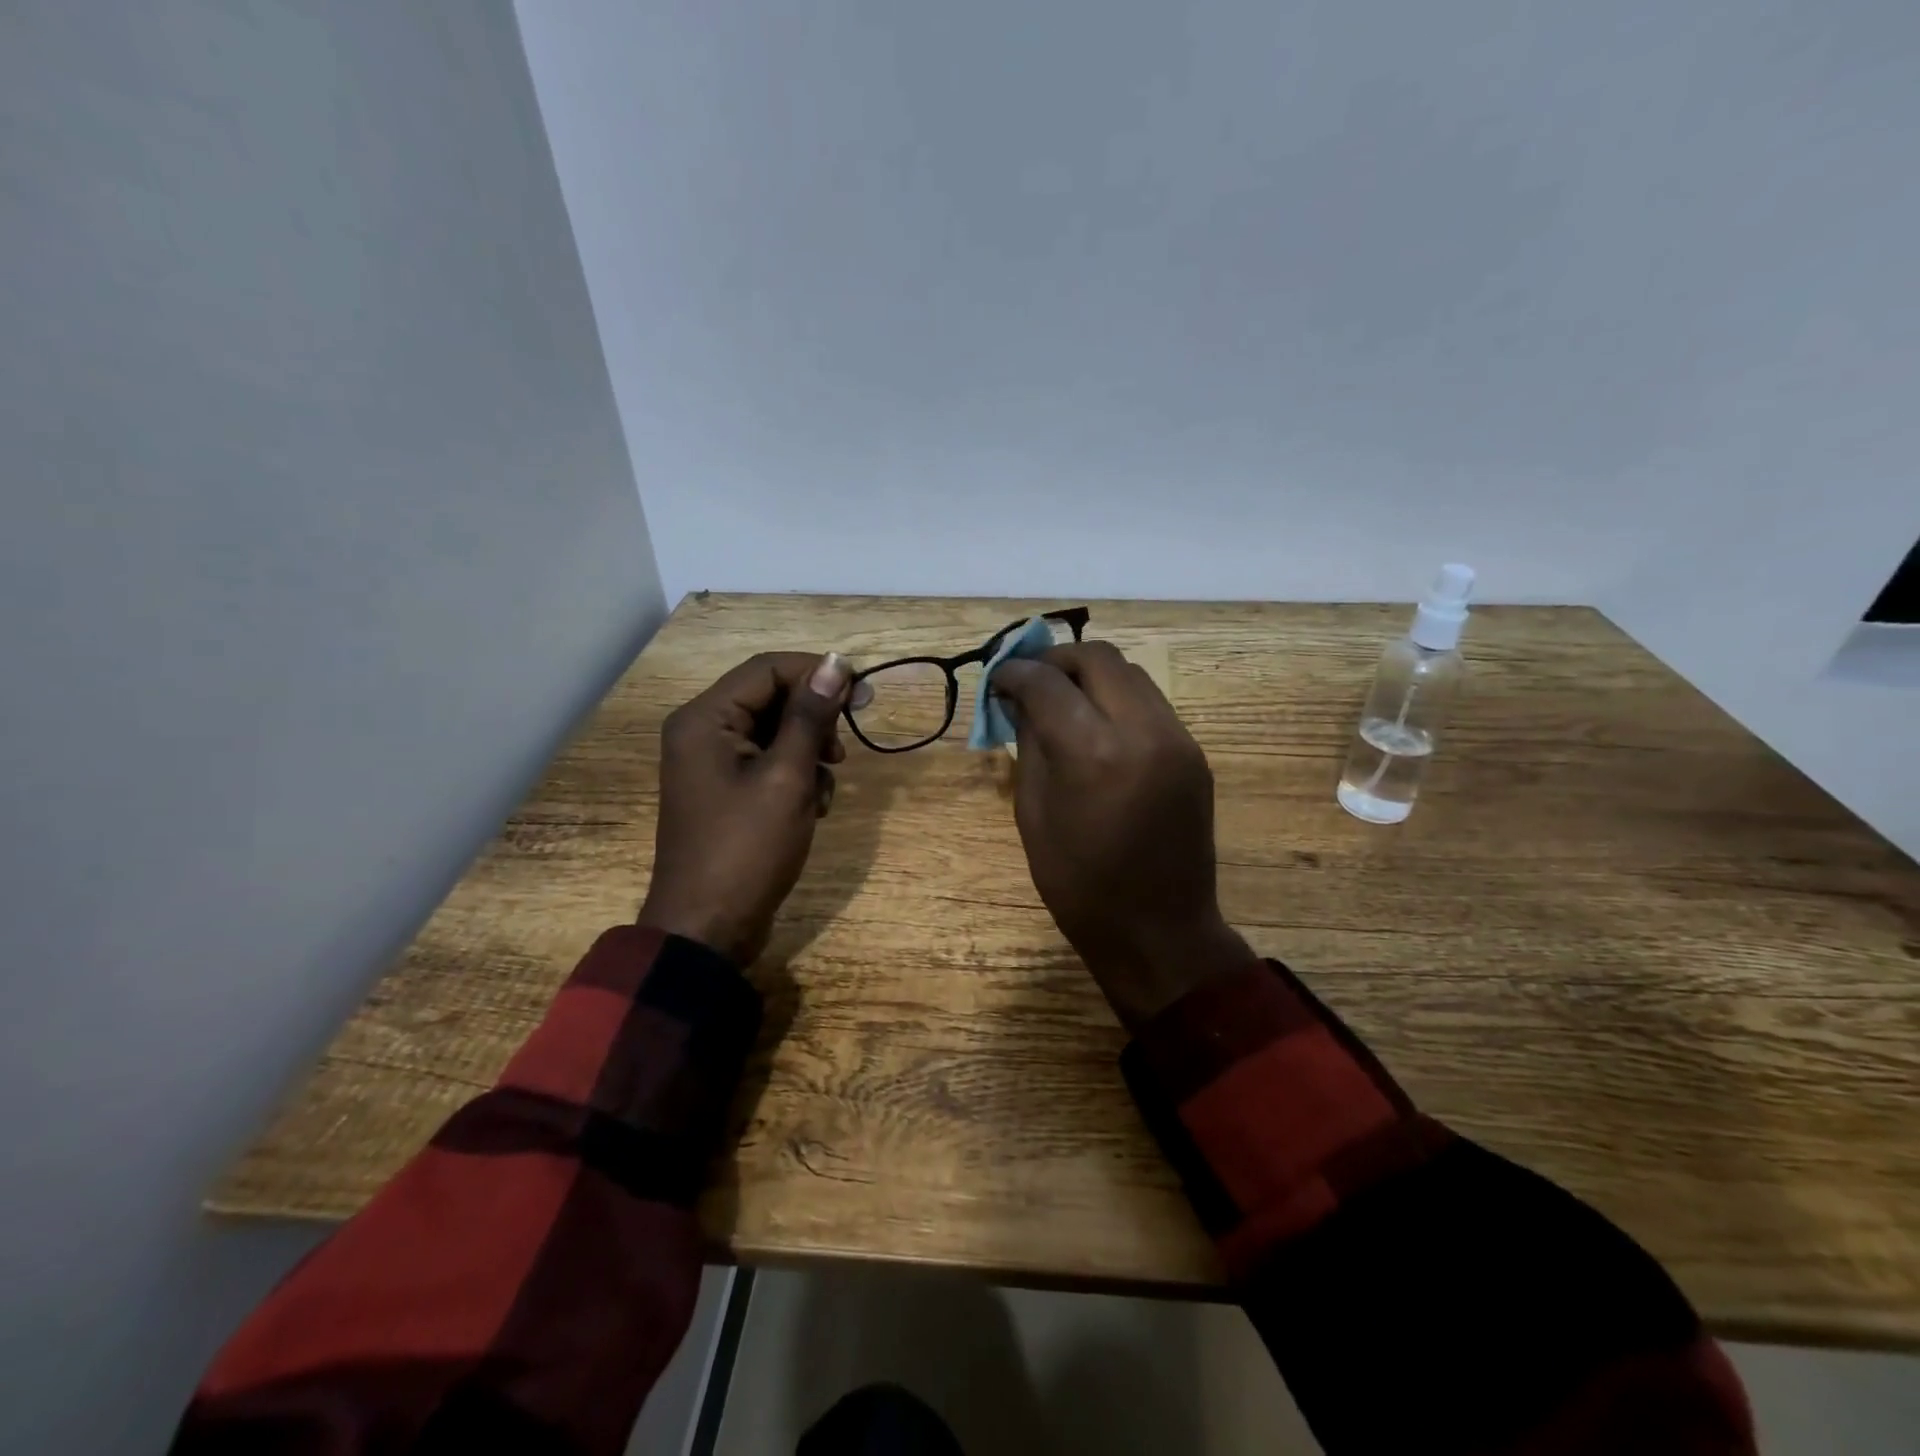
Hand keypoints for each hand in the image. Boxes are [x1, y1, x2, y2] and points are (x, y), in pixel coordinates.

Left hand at [639, 651, 851, 965]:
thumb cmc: (746, 849)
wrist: (708, 929)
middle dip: (814, 721)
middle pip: (771, 699)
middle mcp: (702, 732)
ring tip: (825, 788)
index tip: (864, 693)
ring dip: (810, 753)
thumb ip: (810, 716)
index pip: (768, 669)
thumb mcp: (787, 777)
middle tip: (844, 751)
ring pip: (776, 733)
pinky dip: (797, 778)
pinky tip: (813, 808)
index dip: (818, 673)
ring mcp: (713, 764)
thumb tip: (838, 662)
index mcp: (705, 719)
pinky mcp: (727, 792)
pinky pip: (769, 764)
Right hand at [991, 642, 1251, 1029]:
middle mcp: (1144, 732)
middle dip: (1056, 660)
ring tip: (1062, 699)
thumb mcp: (1033, 814)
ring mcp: (1178, 739)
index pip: (1048, 683)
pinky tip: (1096, 725)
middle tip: (1030, 681)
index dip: (1016, 672)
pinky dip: (1116, 698)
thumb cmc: (1079, 885)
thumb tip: (1020, 699)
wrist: (1158, 930)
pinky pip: (1150, 702)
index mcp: (1094, 755)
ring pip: (1130, 672)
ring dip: (1090, 675)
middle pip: (1098, 657)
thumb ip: (1029, 744)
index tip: (998, 678)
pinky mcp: (1193, 752)